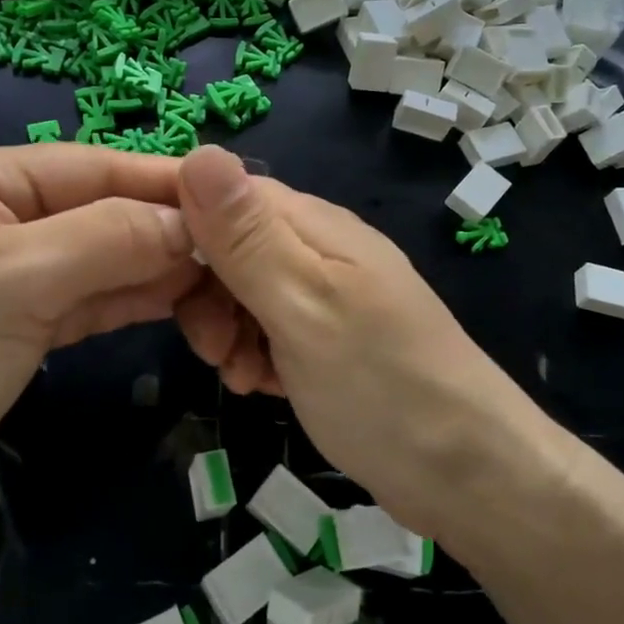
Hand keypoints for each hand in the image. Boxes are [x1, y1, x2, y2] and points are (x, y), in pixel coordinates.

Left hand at [0, 145, 202, 553]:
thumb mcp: (17, 282)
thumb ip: (110, 238)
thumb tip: (193, 221)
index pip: (92, 166)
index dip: (164, 182)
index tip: (240, 196)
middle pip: (100, 209)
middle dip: (165, 229)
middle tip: (241, 249)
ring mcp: (7, 273)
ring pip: (101, 257)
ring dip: (156, 268)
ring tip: (224, 278)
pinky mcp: (19, 327)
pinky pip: (89, 299)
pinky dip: (132, 300)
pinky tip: (181, 302)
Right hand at [172, 146, 533, 542]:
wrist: (468, 473)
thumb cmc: (381, 384)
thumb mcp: (302, 304)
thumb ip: (246, 236)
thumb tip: (197, 150)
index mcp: (312, 225)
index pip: (222, 193)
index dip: (182, 226)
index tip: (156, 279)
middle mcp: (318, 249)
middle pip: (228, 247)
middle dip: (205, 295)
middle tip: (214, 348)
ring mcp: (325, 295)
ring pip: (243, 293)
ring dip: (226, 332)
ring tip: (243, 376)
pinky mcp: (328, 339)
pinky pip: (268, 330)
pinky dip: (255, 356)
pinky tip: (264, 388)